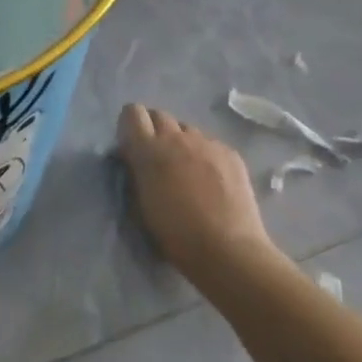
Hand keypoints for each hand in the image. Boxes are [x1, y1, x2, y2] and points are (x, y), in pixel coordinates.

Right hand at [117, 104, 273, 276]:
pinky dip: (205, 155)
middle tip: (158, 158)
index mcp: (149, 150)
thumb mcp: (141, 204)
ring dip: (181, 143)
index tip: (132, 145)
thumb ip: (136, 173)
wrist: (227, 249)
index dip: (130, 125)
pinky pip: (210, 144)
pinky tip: (211, 181)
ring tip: (187, 171)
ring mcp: (207, 143)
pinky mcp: (230, 153)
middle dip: (154, 130)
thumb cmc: (175, 235)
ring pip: (187, 130)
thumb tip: (135, 158)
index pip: (132, 113)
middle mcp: (178, 138)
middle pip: (160, 115)